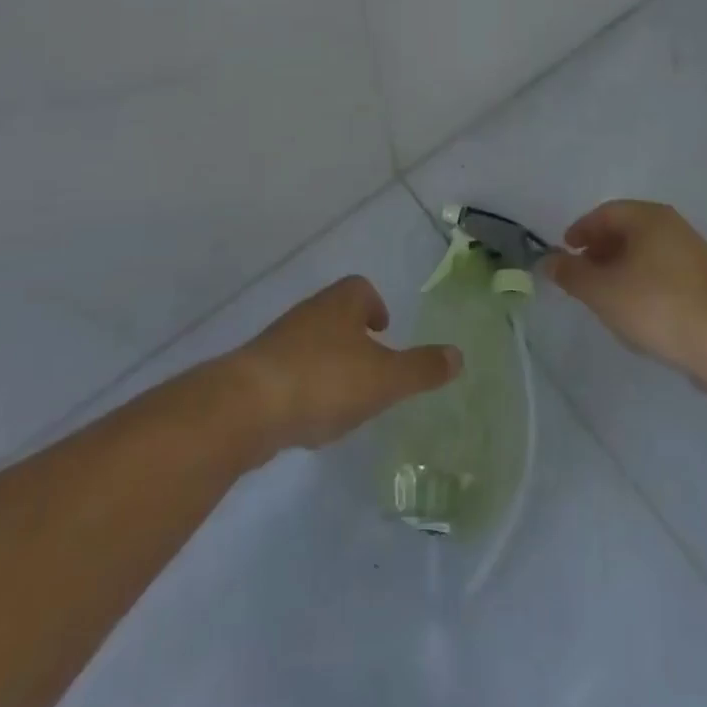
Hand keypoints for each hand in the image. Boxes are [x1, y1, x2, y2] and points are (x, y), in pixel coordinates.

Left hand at [231, 276, 460, 452]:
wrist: (247, 407)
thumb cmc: (325, 381)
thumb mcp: (384, 379)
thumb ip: (421, 369)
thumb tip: (459, 355)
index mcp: (341, 303)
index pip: (361, 289)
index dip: (375, 306)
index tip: (384, 330)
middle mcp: (310, 312)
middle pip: (335, 313)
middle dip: (353, 335)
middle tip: (371, 365)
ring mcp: (279, 341)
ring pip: (312, 342)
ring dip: (329, 362)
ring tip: (345, 397)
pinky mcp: (257, 372)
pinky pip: (289, 372)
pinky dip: (304, 387)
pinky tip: (311, 417)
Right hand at [544, 200, 706, 374]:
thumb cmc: (654, 304)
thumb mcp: (601, 290)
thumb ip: (571, 274)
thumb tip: (548, 261)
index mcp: (648, 216)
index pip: (605, 213)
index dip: (580, 230)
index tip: (565, 251)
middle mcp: (672, 226)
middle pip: (627, 230)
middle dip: (600, 250)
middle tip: (581, 274)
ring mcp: (693, 253)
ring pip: (646, 253)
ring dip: (621, 267)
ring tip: (605, 295)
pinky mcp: (705, 282)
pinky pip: (663, 272)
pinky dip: (642, 282)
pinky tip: (635, 309)